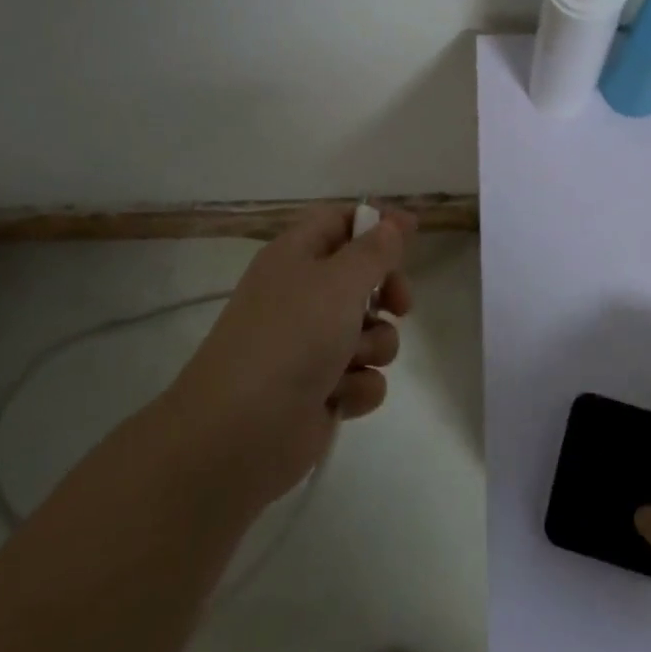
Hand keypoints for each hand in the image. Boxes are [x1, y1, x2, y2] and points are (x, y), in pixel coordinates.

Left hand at [163, 204, 413, 511]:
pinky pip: (362, 376)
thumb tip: (397, 220)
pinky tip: (338, 397)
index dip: (375, 223)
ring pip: (370, 331)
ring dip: (373, 346)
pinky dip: (357, 386)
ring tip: (350, 362)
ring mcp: (311, 345)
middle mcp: (303, 295)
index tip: (410, 235)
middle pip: (363, 277)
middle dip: (387, 292)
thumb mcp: (340, 281)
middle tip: (398, 305)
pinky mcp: (321, 389)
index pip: (339, 221)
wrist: (240, 431)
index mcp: (296, 256)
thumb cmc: (292, 338)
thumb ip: (377, 249)